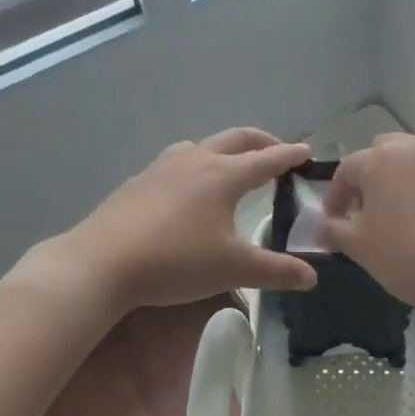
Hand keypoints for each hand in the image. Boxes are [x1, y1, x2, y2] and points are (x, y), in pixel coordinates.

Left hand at [44, 127, 317, 311]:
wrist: (102, 263)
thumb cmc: (177, 261)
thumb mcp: (234, 269)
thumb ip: (277, 271)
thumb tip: (312, 277)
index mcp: (224, 175)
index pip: (267, 159)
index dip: (290, 155)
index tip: (306, 152)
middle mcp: (195, 160)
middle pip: (236, 139)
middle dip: (261, 141)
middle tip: (278, 150)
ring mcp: (162, 167)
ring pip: (202, 146)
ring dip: (225, 149)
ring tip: (232, 167)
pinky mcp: (139, 182)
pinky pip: (176, 162)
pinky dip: (196, 164)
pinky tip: (187, 190)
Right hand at [320, 111, 414, 311]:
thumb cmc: (407, 258)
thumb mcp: (359, 248)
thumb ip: (335, 230)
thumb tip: (325, 225)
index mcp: (378, 162)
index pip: (348, 171)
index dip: (339, 195)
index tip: (338, 218)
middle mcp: (414, 144)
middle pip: (387, 147)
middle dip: (378, 171)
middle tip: (380, 204)